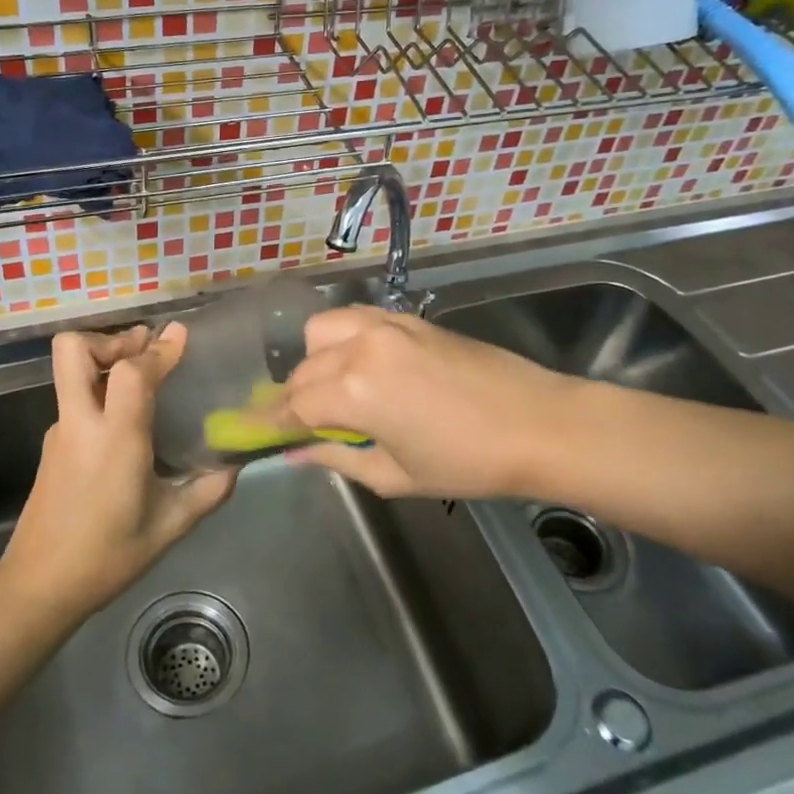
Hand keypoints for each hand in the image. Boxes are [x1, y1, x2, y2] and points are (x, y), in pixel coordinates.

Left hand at [0, 324, 236, 619]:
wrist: (40, 586)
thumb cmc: (108, 556)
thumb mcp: (168, 526)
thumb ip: (206, 492)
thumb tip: (234, 467)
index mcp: (115, 439)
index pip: (131, 373)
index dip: (158, 350)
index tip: (180, 334)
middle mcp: (81, 424)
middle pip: (73, 350)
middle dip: (110, 339)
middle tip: (143, 348)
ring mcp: (60, 433)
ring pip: (71, 372)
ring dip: (103, 361)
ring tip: (141, 374)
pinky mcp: (52, 447)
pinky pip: (75, 399)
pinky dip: (99, 390)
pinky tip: (125, 418)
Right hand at [277, 307, 573, 500]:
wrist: (540, 423)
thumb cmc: (468, 462)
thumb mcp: (395, 475)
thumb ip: (337, 459)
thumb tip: (295, 454)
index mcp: (355, 391)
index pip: (294, 405)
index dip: (272, 423)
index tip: (253, 434)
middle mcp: (361, 347)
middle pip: (303, 369)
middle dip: (293, 398)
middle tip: (299, 426)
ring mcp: (386, 326)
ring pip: (322, 332)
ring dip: (314, 361)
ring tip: (331, 389)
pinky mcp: (408, 319)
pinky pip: (355, 318)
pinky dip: (341, 338)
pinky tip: (356, 363)